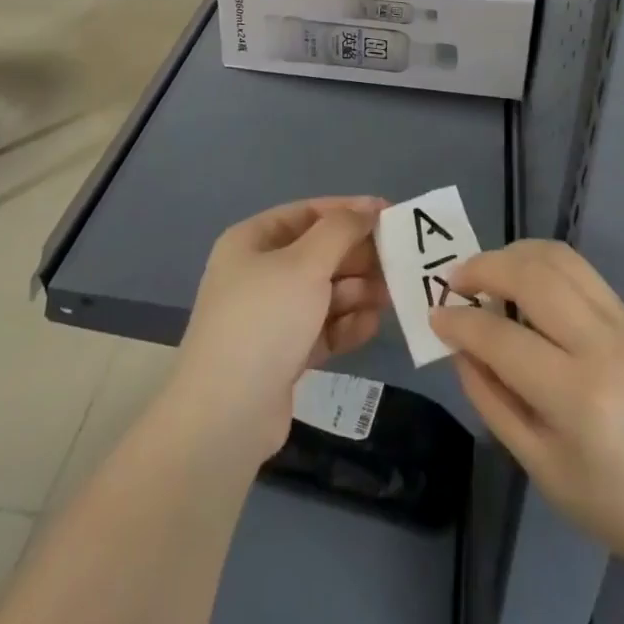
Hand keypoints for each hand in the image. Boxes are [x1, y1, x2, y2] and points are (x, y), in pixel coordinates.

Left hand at [174, 197, 390, 461]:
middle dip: (357, 257)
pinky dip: (346, 324)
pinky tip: (371, 326)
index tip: (390, 214)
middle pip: (318, 253)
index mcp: (253, 241)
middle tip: (398, 261)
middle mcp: (259, 273)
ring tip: (391, 296)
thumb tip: (368, 208)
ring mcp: (270, 316)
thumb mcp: (305, 263)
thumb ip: (341, 230)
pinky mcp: (283, 354)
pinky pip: (322, 328)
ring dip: (358, 291)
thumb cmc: (264, 320)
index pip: (308, 212)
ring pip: (324, 292)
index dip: (349, 210)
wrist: (225, 416)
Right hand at [431, 241, 623, 577]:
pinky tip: (524, 280)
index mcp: (576, 396)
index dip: (460, 323)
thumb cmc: (611, 502)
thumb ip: (493, 401)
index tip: (435, 317)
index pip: (501, 338)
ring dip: (513, 254)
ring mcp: (622, 322)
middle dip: (484, 268)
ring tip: (487, 273)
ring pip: (557, 258)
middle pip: (532, 275)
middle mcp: (601, 344)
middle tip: (455, 281)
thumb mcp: (540, 466)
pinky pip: (579, 269)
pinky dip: (542, 261)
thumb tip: (460, 349)